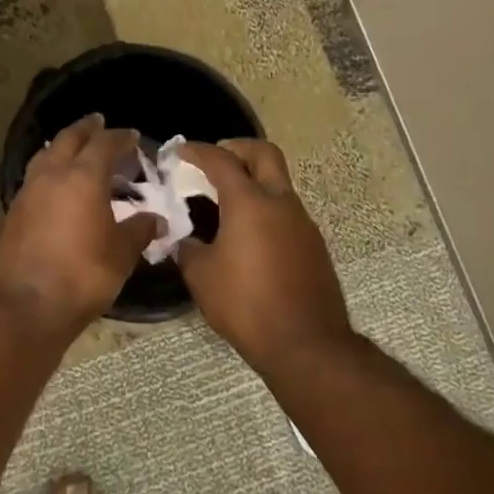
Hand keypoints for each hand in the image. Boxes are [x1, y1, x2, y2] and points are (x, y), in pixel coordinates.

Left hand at [0, 114, 161, 328]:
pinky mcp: (14, 210)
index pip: (104, 143)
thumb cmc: (82, 275)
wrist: (26, 305)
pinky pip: (35, 177)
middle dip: (86, 128)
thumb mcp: (121, 254)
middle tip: (99, 122)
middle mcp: (52, 174)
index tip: (133, 137)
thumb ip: (139, 231)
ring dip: (62, 146)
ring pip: (46, 154)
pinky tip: (57, 184)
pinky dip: (49, 169)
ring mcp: (28, 191)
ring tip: (76, 148)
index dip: (121, 137)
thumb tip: (156, 220)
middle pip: (69, 138)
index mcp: (83, 177)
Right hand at [177, 139, 353, 367]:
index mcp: (250, 203)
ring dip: (253, 180)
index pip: (221, 160)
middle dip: (237, 148)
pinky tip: (246, 234)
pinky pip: (285, 211)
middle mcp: (280, 203)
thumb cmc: (246, 305)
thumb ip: (187, 249)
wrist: (306, 344)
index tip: (180, 151)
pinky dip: (265, 207)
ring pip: (278, 182)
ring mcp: (302, 222)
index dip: (198, 151)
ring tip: (224, 201)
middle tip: (214, 160)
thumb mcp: (201, 276)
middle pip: (264, 154)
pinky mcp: (313, 244)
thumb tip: (183, 239)